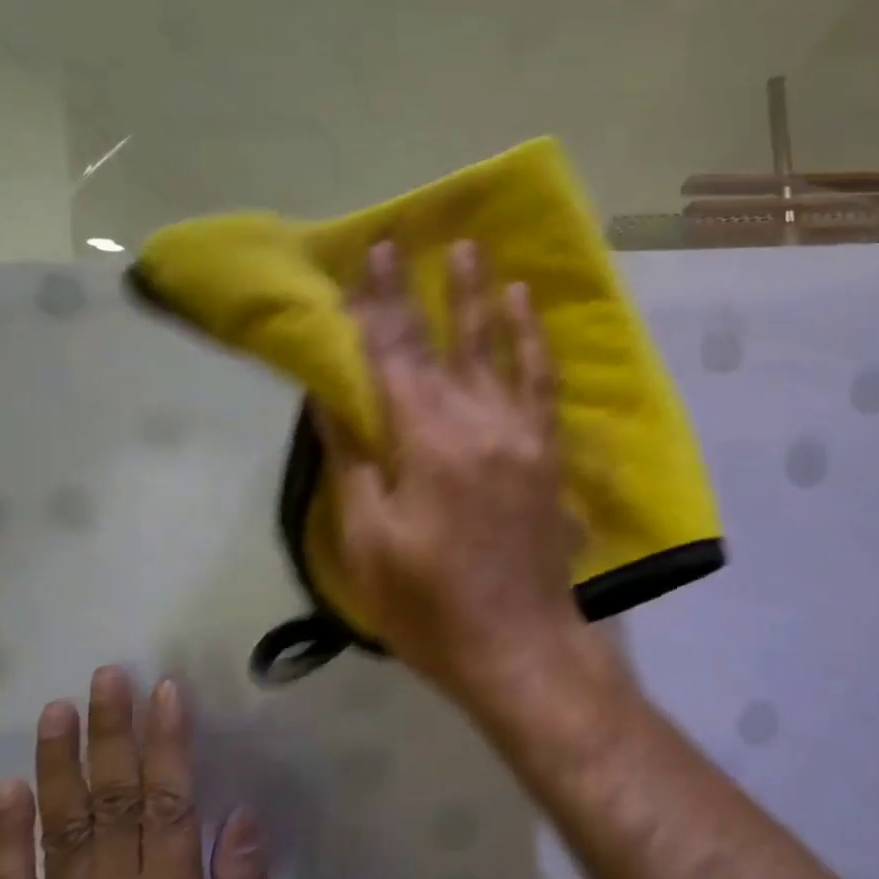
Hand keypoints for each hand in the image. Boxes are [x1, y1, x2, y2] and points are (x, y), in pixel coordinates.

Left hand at [0, 669, 287, 878]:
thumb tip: (237, 817)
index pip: (166, 810)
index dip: (165, 746)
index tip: (166, 692)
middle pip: (109, 809)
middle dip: (110, 736)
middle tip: (107, 677)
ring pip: (59, 837)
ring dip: (58, 768)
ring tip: (58, 710)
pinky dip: (5, 842)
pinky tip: (7, 793)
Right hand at [318, 240, 585, 701]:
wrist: (519, 643)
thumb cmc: (429, 604)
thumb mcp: (367, 541)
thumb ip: (352, 461)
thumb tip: (332, 396)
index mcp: (423, 440)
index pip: (392, 354)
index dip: (375, 303)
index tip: (369, 256)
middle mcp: (475, 421)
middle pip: (442, 340)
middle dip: (423, 287)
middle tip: (414, 235)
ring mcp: (519, 433)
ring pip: (498, 348)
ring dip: (484, 297)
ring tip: (476, 251)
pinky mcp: (546, 452)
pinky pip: (541, 384)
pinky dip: (533, 342)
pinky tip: (528, 311)